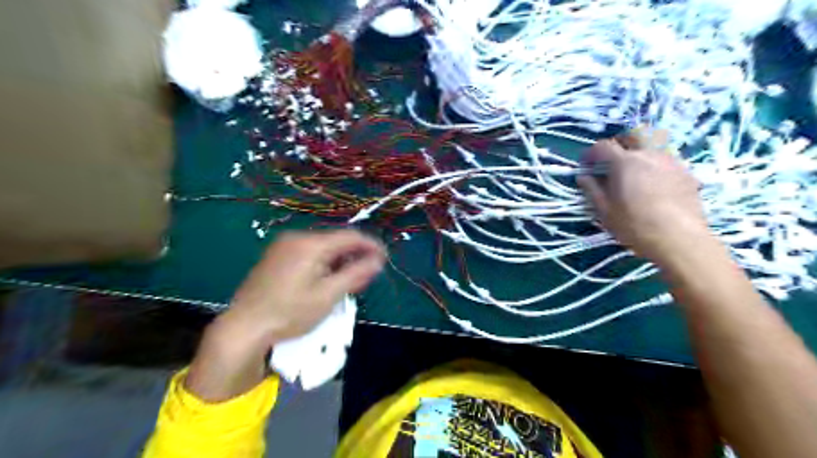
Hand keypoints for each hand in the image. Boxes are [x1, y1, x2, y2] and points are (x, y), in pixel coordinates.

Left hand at [223, 231, 385, 340]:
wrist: (244, 327)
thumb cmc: (289, 312)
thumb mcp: (328, 295)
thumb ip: (356, 274)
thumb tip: (378, 260)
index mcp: (310, 244)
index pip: (350, 236)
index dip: (370, 246)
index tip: (384, 259)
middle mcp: (296, 238)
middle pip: (336, 242)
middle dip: (354, 257)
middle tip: (366, 278)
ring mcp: (284, 246)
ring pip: (323, 249)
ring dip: (340, 262)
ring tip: (349, 283)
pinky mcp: (277, 256)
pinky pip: (310, 254)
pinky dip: (324, 265)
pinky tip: (328, 281)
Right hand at [577, 128, 712, 264]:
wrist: (679, 239)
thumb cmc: (634, 225)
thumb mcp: (604, 211)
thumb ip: (592, 190)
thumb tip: (583, 176)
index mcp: (625, 162)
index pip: (603, 146)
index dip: (591, 153)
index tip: (586, 165)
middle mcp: (649, 154)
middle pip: (635, 134)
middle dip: (621, 141)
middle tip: (613, 158)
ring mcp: (671, 161)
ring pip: (654, 145)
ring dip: (640, 151)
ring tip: (634, 171)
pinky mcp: (687, 172)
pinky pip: (668, 158)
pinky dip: (656, 164)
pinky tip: (654, 183)